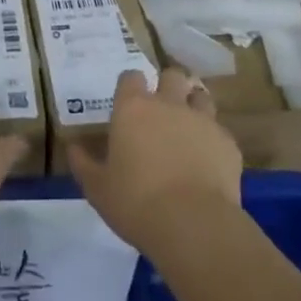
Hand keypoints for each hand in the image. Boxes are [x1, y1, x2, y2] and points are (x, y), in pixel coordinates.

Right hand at [71, 67, 242, 253]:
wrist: (193, 225)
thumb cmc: (136, 203)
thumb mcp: (98, 189)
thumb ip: (84, 164)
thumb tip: (72, 148)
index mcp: (133, 108)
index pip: (130, 76)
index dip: (129, 86)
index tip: (127, 103)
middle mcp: (168, 104)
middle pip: (171, 75)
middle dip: (167, 86)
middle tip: (161, 110)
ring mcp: (202, 120)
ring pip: (200, 96)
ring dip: (193, 106)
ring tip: (188, 129)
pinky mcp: (228, 143)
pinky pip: (219, 132)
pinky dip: (212, 141)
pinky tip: (208, 162)